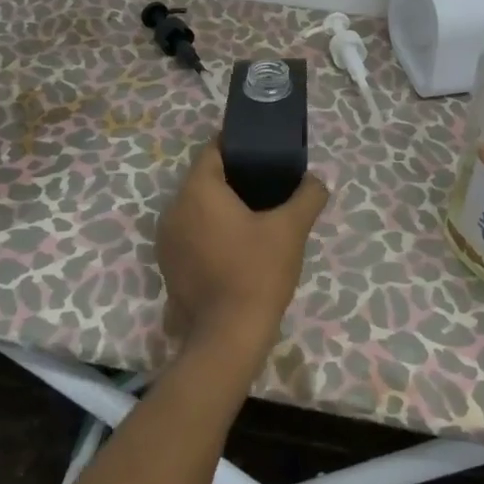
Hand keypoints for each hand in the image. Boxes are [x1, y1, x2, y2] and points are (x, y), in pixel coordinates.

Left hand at [157, 139, 329, 364]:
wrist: (228, 338)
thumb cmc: (257, 272)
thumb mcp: (291, 229)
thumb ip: (307, 196)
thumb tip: (317, 181)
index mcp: (198, 191)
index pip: (212, 150)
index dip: (237, 145)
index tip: (262, 150)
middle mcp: (173, 209)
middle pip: (203, 179)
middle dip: (232, 177)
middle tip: (266, 182)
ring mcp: (166, 241)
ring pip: (195, 208)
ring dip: (219, 206)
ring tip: (254, 213)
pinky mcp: (168, 267)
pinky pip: (190, 234)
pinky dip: (209, 231)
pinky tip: (236, 244)